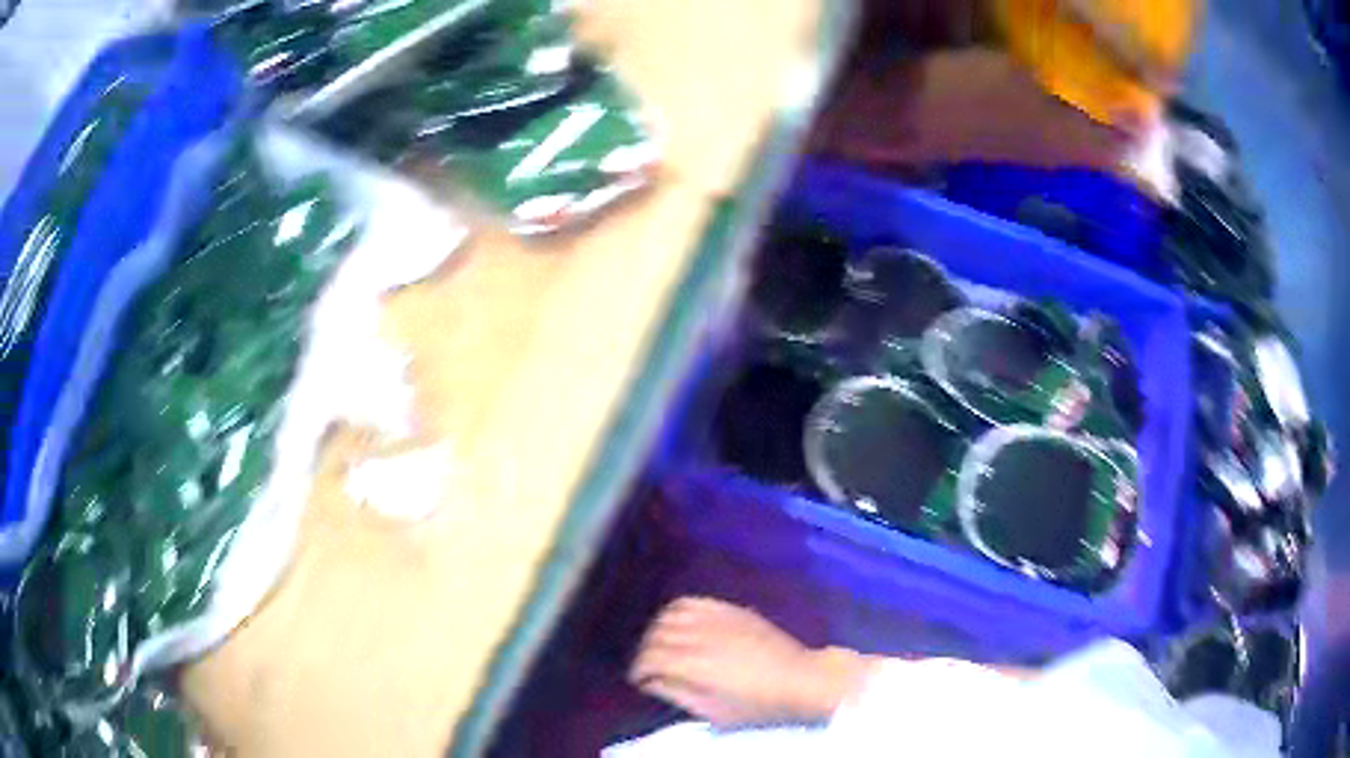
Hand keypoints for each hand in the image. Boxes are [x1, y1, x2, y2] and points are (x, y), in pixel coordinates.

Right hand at [628, 597, 873, 727]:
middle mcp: (699, 637)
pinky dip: (676, 611)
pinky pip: (691, 601)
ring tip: (662, 646)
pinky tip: (679, 624)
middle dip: (645, 653)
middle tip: (649, 667)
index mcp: (694, 666)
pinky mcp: (729, 609)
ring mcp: (715, 619)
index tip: (640, 680)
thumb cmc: (758, 705)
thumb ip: (678, 694)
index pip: (648, 659)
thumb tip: (653, 682)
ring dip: (658, 631)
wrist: (800, 679)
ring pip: (668, 616)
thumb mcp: (714, 712)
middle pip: (654, 637)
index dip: (638, 671)